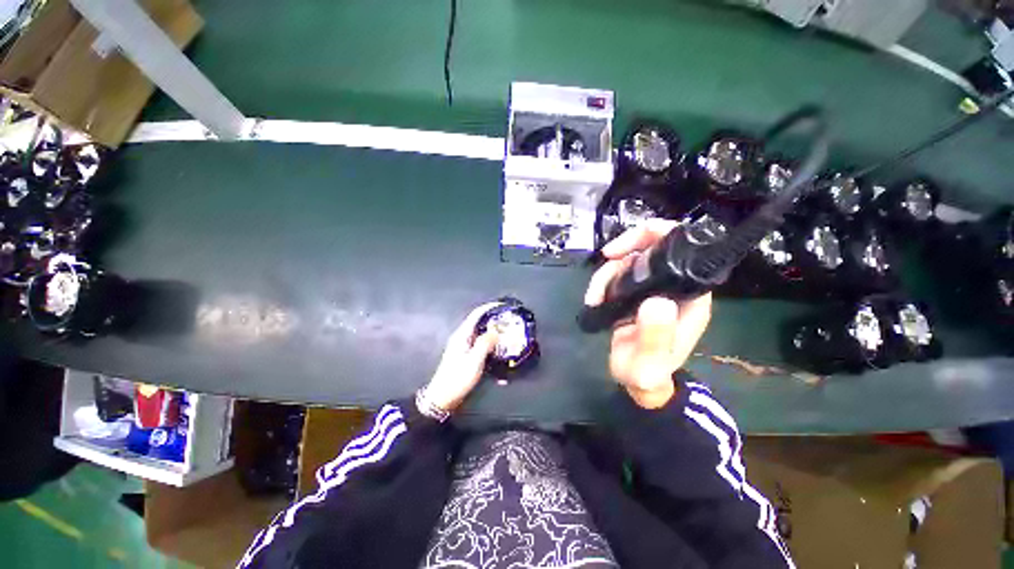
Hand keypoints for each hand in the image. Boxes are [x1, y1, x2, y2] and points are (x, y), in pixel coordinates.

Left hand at [422, 303, 500, 411]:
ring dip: (494, 336)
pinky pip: (481, 349)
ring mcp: (463, 349)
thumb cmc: (457, 379)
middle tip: (511, 324)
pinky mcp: (465, 359)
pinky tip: (500, 356)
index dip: (489, 308)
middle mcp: (462, 339)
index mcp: (461, 336)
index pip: (476, 315)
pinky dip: (490, 349)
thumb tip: (496, 330)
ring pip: (481, 337)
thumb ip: (485, 344)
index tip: (504, 306)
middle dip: (495, 322)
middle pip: (479, 325)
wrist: (443, 397)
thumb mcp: (474, 361)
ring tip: (509, 338)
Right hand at [584, 219, 712, 408]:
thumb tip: (657, 302)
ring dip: (611, 269)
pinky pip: (624, 273)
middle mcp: (677, 286)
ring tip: (596, 295)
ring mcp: (658, 289)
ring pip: (635, 258)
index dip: (659, 236)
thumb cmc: (649, 375)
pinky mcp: (641, 294)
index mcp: (691, 295)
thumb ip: (655, 336)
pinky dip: (606, 280)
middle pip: (657, 246)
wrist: (638, 386)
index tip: (630, 246)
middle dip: (629, 247)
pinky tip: (596, 298)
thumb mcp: (651, 362)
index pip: (683, 250)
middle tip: (608, 258)